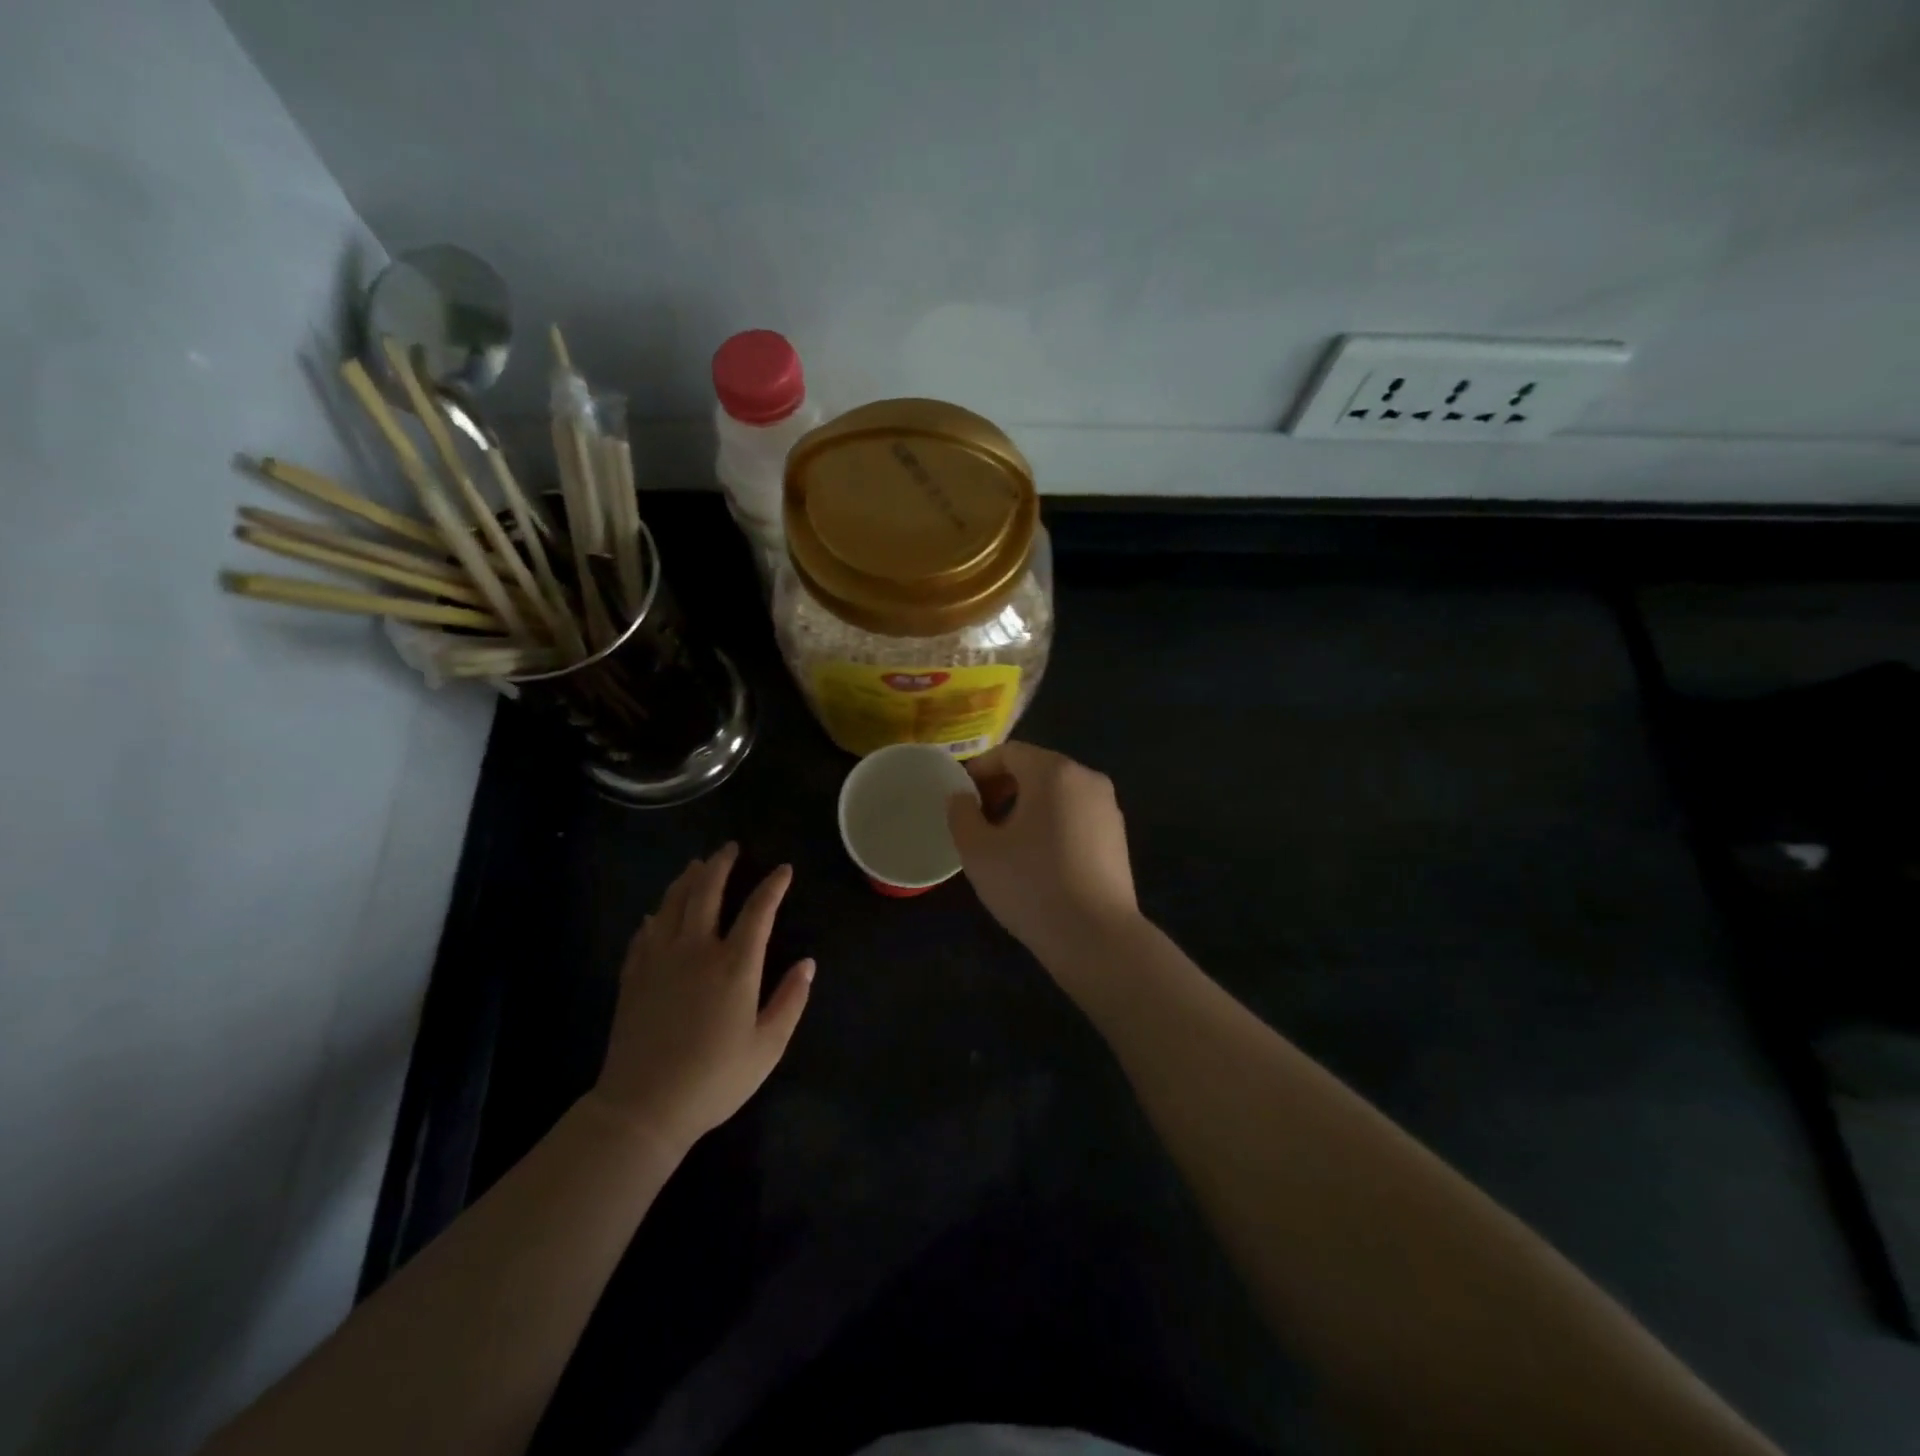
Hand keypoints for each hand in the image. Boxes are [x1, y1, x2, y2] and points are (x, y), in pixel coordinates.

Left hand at [588, 845, 813, 1154]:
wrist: (643, 1107)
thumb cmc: (714, 1079)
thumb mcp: (767, 1047)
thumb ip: (790, 1000)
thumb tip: (808, 964)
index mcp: (735, 965)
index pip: (759, 910)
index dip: (773, 886)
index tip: (783, 870)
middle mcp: (696, 950)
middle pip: (707, 892)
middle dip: (721, 865)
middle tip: (729, 847)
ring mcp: (660, 960)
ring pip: (672, 904)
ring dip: (687, 879)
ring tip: (697, 865)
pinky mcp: (633, 976)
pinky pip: (644, 933)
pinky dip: (656, 915)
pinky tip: (657, 912)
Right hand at [946, 741, 1139, 961]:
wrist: (1095, 936)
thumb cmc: (1030, 884)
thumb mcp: (978, 850)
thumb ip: (961, 814)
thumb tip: (961, 797)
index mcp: (1053, 772)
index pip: (1009, 752)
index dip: (979, 770)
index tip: (961, 798)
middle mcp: (1087, 778)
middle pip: (1036, 769)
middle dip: (1003, 787)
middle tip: (979, 819)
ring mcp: (1108, 807)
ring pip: (1057, 793)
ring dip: (1027, 806)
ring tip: (1006, 842)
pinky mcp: (1118, 836)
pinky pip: (1076, 814)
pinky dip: (1052, 823)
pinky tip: (1039, 859)